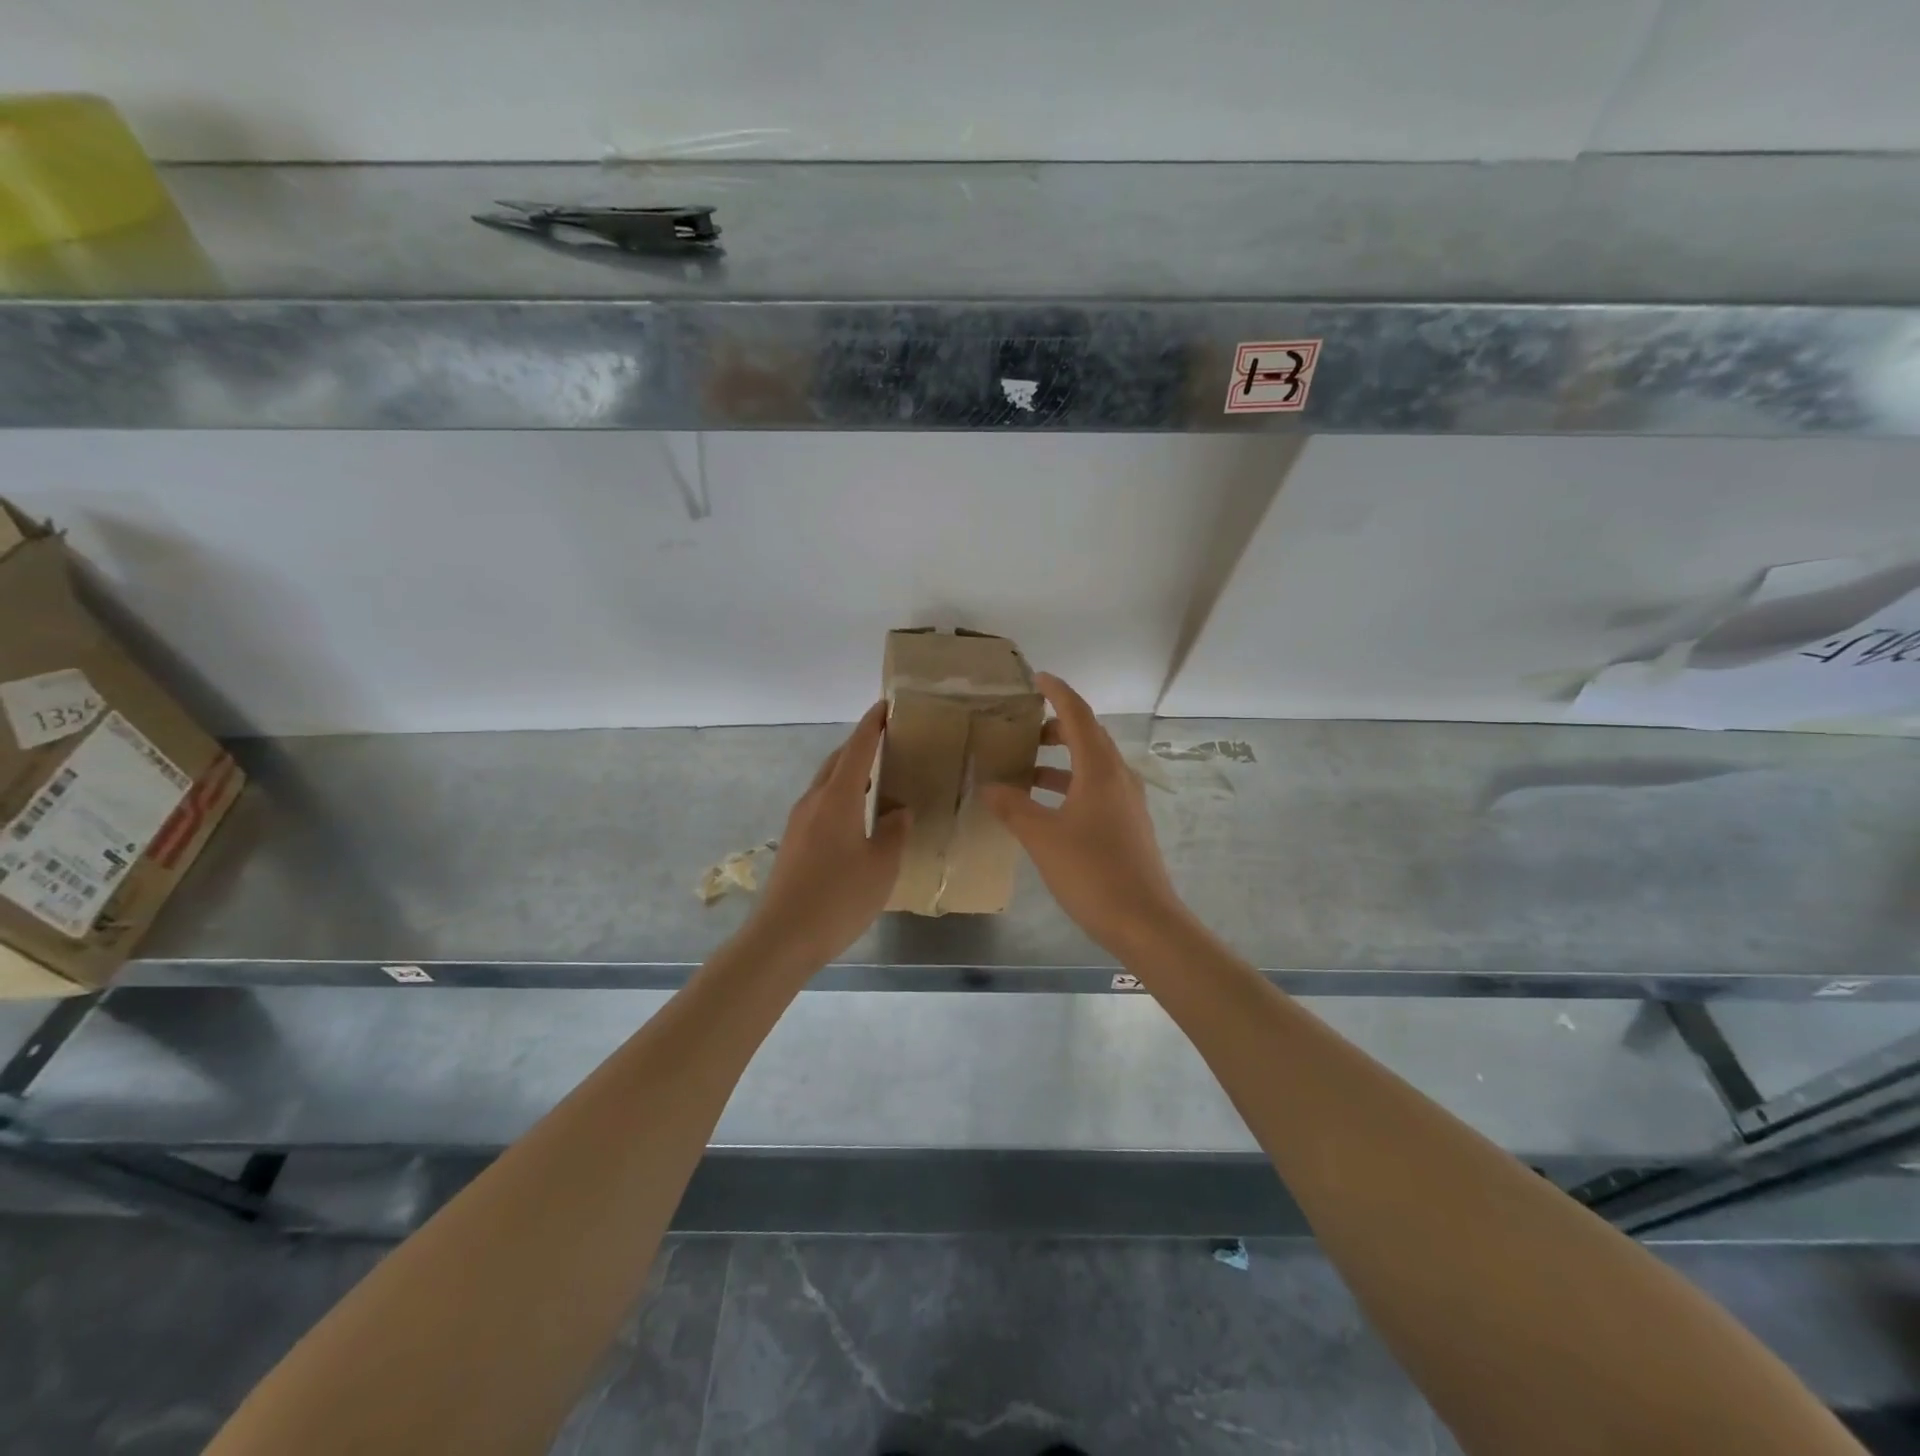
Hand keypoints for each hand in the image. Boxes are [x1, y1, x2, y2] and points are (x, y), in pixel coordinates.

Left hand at [747, 701, 911, 966]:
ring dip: (849, 774)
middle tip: (887, 743)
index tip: (885, 706)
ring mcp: (798, 822)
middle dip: (860, 747)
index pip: (857, 749)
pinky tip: (856, 818)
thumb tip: (898, 811)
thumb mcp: (881, 866)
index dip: (872, 726)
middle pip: (837, 762)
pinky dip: (841, 797)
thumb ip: (894, 832)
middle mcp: (814, 802)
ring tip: (876, 779)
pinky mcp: (793, 842)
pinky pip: (820, 805)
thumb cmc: (838, 898)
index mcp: (837, 799)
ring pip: (826, 784)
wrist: (782, 937)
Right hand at [982, 673, 1189, 954]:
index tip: (1037, 677)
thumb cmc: (1092, 872)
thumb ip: (1013, 807)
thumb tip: (989, 786)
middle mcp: (1118, 778)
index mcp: (1100, 770)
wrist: (1144, 921)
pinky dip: (1069, 785)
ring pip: (1091, 765)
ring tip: (1026, 766)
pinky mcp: (1127, 825)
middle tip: (1023, 729)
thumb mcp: (1042, 837)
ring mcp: (1126, 803)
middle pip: (1088, 737)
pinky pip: (1095, 789)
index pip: (1078, 715)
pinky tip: (1045, 806)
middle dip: (1056, 726)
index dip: (1058, 692)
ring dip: (1061, 759)